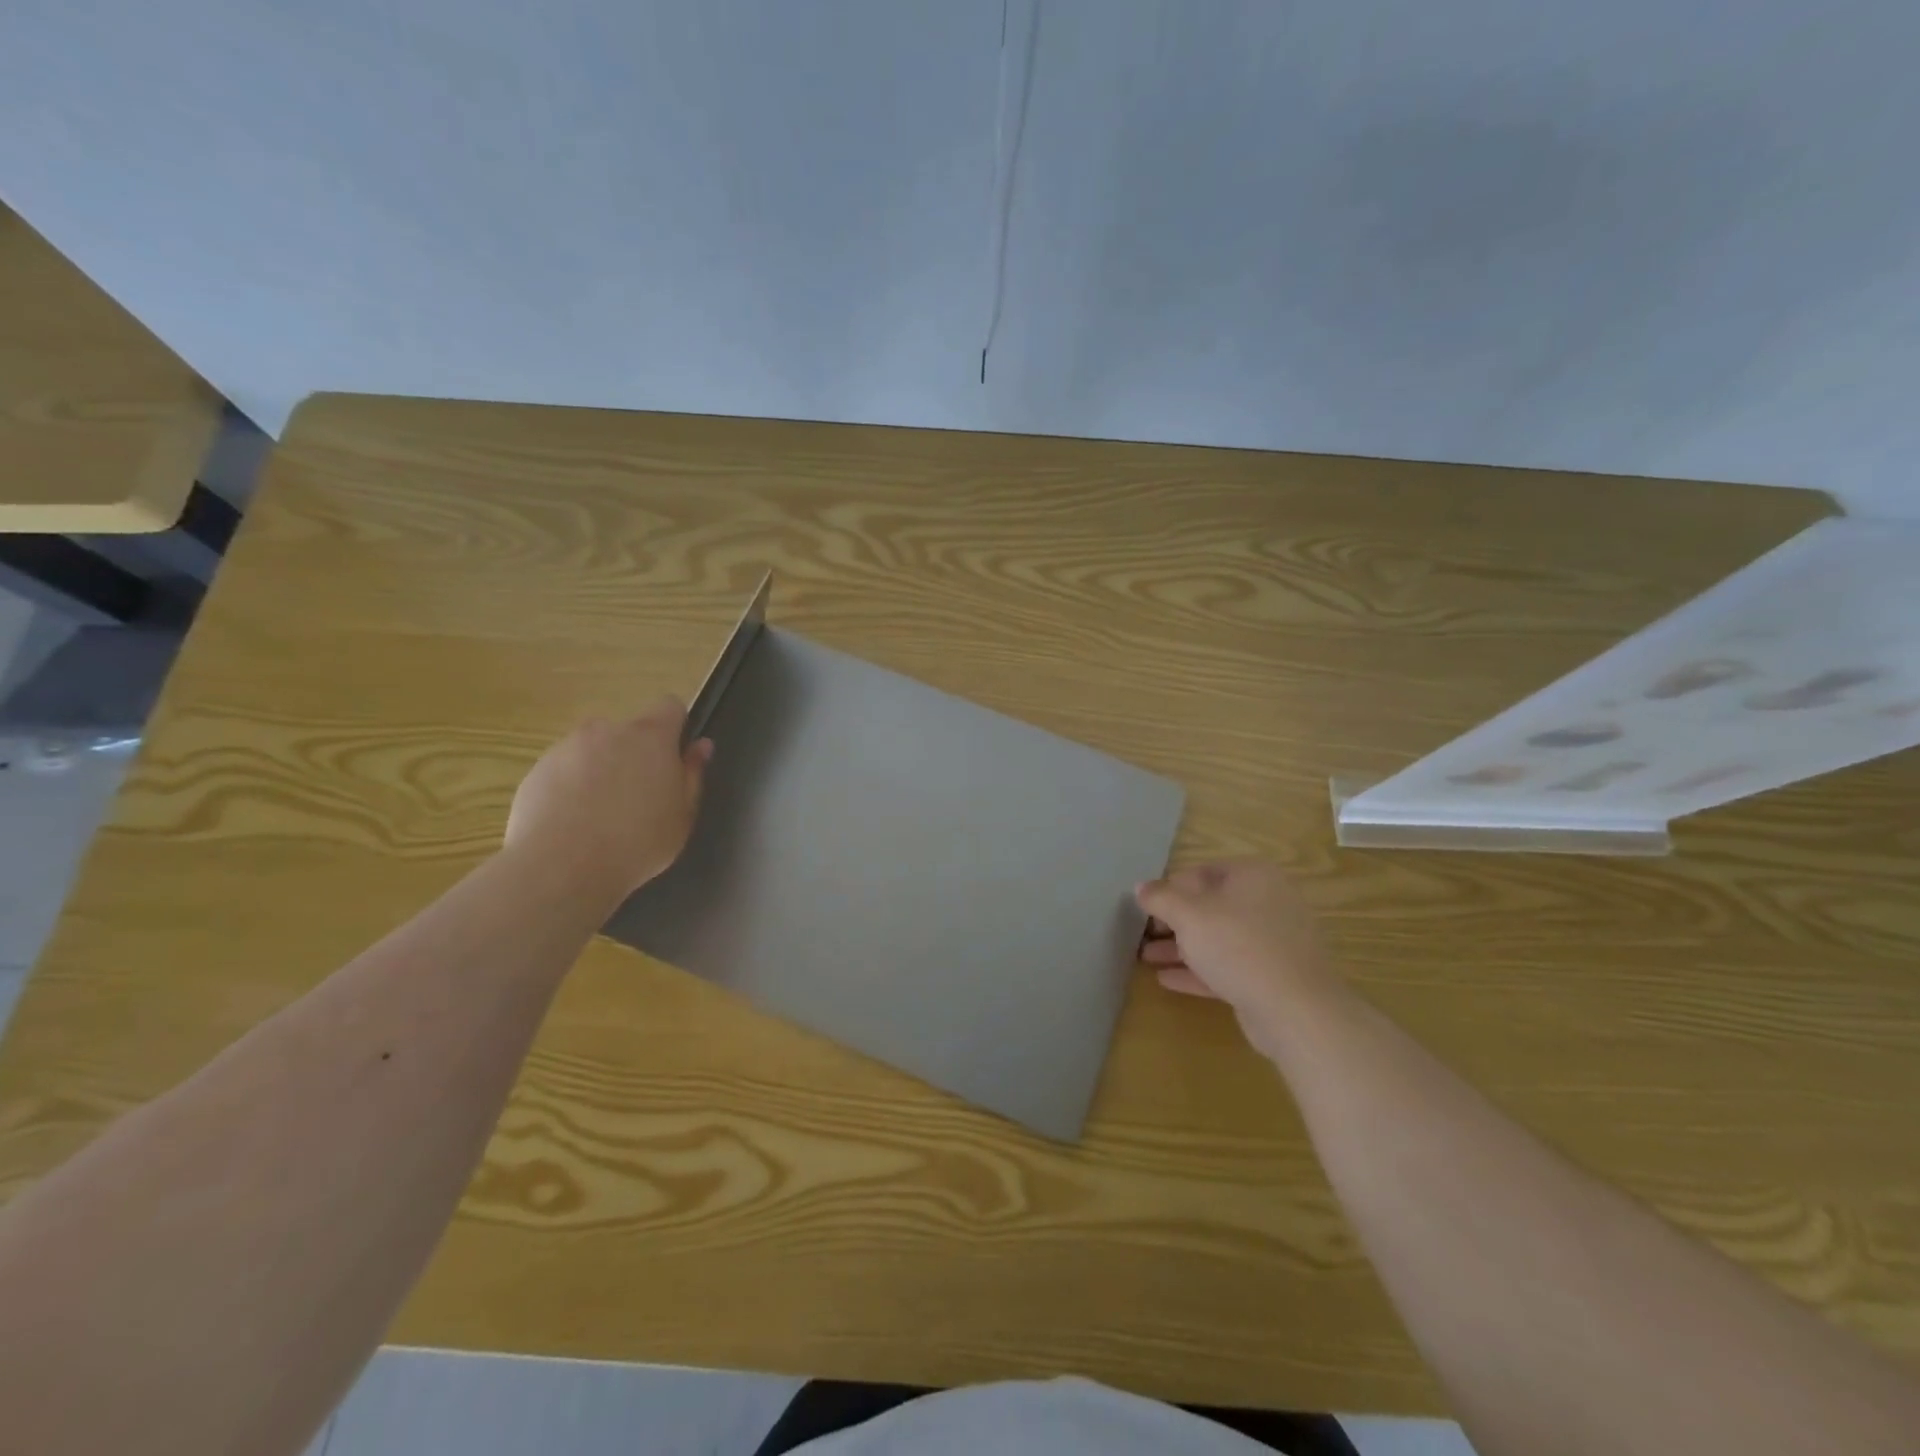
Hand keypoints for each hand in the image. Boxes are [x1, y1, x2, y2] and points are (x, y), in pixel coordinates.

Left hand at [505, 700, 712, 901]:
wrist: (560, 867)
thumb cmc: (637, 842)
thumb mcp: (682, 815)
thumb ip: (692, 775)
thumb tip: (700, 746)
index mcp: (651, 736)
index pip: (670, 706)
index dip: (676, 727)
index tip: (674, 758)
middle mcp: (608, 730)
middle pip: (629, 730)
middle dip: (635, 754)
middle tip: (638, 797)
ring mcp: (567, 747)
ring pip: (594, 749)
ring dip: (601, 769)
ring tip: (600, 815)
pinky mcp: (536, 770)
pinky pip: (564, 770)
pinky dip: (571, 787)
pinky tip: (572, 823)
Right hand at [1136, 860, 1338, 1059]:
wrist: (1297, 1010)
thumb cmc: (1238, 946)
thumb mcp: (1189, 915)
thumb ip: (1161, 898)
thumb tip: (1140, 886)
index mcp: (1252, 876)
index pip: (1200, 873)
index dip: (1169, 889)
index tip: (1144, 908)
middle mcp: (1266, 902)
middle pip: (1210, 907)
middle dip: (1173, 922)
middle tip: (1143, 934)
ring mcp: (1272, 942)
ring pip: (1218, 939)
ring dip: (1181, 948)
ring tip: (1145, 958)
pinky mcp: (1271, 976)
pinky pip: (1229, 966)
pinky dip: (1199, 971)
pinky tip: (1167, 980)